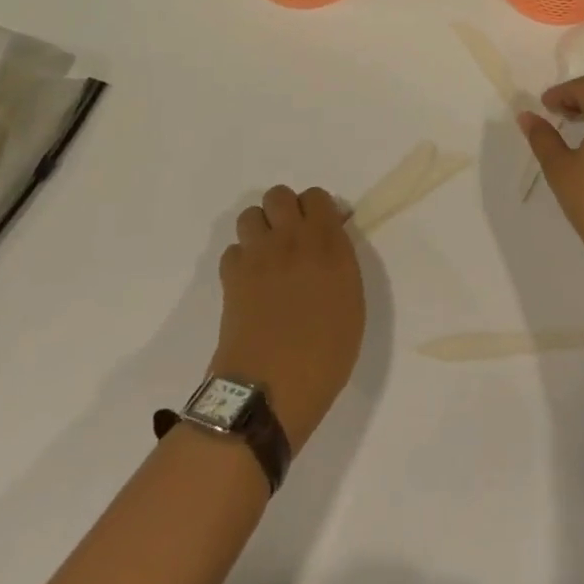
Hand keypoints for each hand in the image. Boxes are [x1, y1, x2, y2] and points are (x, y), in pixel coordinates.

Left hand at [210, 185, 363, 448]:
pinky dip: (240, 259)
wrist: (272, 388)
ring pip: (250, 215)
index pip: (316, 196)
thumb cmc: (326, 354)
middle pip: (278, 195)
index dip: (316, 209)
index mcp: (328, 243)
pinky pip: (232, 250)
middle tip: (291, 239)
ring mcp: (257, 255)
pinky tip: (249, 282)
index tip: (321, 229)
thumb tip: (330, 244)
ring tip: (267, 257)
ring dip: (259, 229)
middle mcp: (291, 239)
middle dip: (284, 210)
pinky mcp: (231, 277)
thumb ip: (341, 264)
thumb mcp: (351, 304)